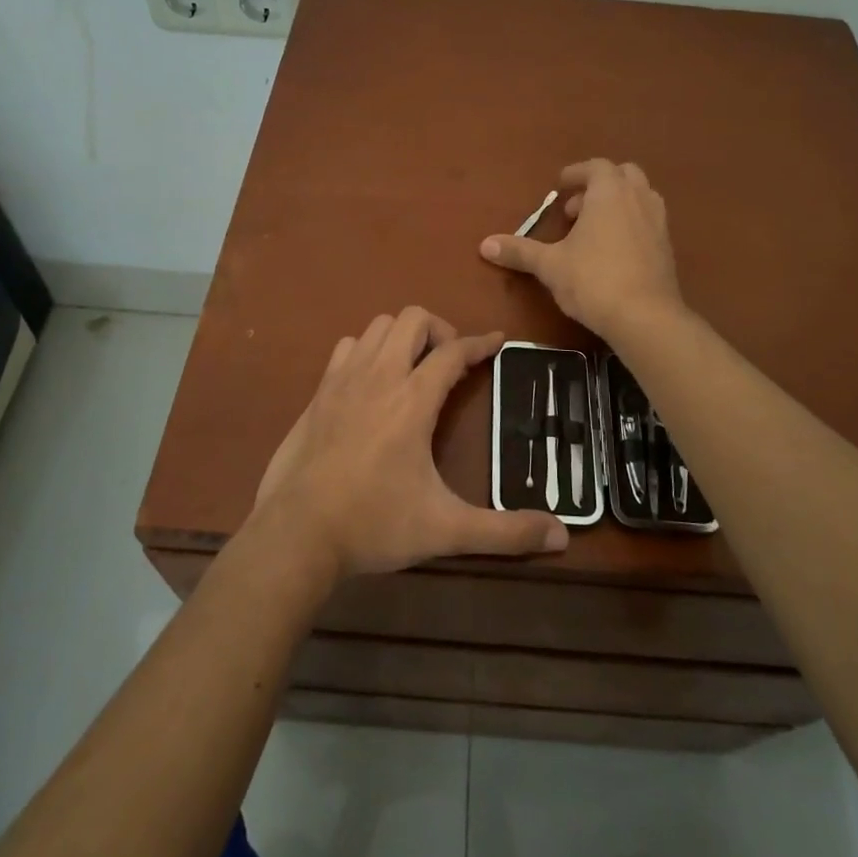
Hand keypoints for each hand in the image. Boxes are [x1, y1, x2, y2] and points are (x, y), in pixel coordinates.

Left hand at [251, 307, 568, 579]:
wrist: (297, 533)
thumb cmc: (374, 524)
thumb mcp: (446, 530)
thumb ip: (505, 533)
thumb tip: (561, 537)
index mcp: (412, 400)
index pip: (453, 352)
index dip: (479, 343)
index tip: (497, 340)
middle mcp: (378, 376)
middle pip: (412, 319)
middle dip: (439, 330)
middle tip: (450, 364)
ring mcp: (343, 380)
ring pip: (377, 327)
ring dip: (401, 337)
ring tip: (414, 368)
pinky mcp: (318, 392)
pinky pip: (347, 346)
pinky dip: (366, 350)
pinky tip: (372, 382)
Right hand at [479, 159, 682, 340]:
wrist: (646, 317)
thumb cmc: (593, 280)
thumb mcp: (550, 265)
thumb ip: (519, 251)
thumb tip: (484, 244)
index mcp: (610, 192)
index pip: (595, 167)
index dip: (576, 173)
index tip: (560, 185)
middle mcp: (639, 198)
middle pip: (623, 175)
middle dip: (599, 185)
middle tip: (575, 209)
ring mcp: (658, 222)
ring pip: (640, 197)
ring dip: (617, 203)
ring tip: (593, 229)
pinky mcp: (667, 247)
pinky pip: (648, 221)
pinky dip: (631, 224)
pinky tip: (613, 252)